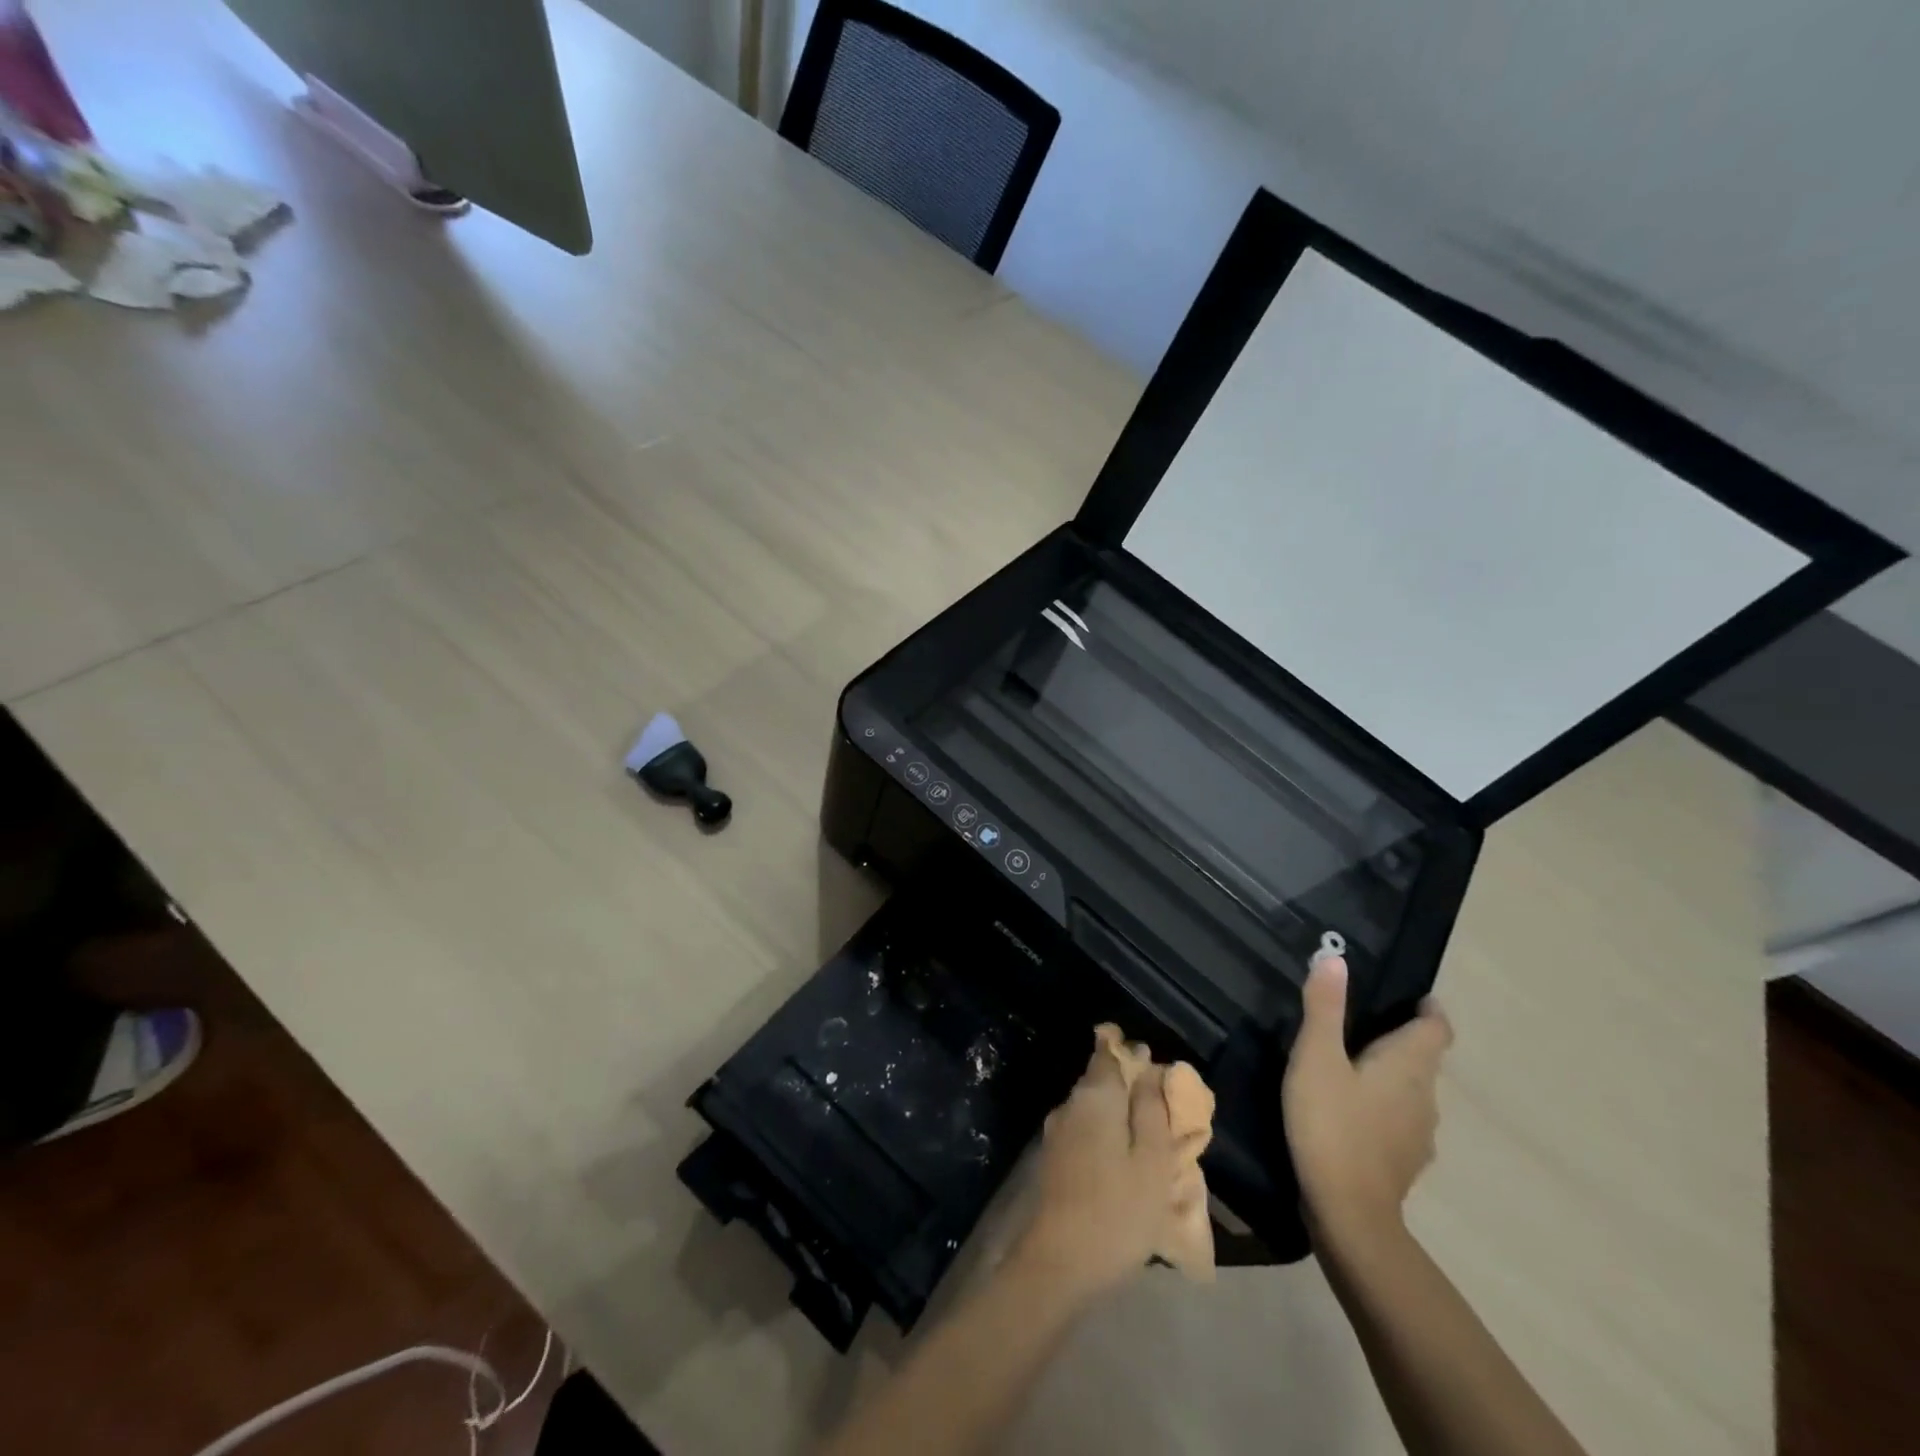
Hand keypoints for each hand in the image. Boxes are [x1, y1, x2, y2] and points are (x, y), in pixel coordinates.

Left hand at [1016, 1032, 1183, 1299]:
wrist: (1058, 1263)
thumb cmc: (1117, 1210)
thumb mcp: (1152, 1161)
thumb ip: (1152, 1110)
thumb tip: (1150, 1069)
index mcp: (1095, 1096)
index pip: (1105, 1052)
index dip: (1125, 1049)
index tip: (1147, 1056)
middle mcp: (1070, 1105)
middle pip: (1099, 1080)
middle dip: (1126, 1084)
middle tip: (1159, 1104)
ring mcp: (1056, 1133)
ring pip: (1092, 1109)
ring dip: (1117, 1114)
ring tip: (1148, 1138)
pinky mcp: (1052, 1160)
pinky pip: (1084, 1133)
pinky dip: (1105, 1137)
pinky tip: (1123, 1164)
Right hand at [1283, 956, 1452, 1246]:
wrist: (1348, 1213)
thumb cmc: (1331, 1124)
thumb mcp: (1316, 1058)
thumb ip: (1324, 1008)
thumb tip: (1334, 957)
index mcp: (1409, 1066)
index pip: (1436, 1029)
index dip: (1428, 1010)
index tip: (1411, 997)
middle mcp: (1425, 1097)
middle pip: (1425, 1059)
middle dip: (1403, 1039)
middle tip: (1364, 1022)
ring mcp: (1418, 1135)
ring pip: (1413, 1092)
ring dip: (1392, 1075)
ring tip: (1353, 1065)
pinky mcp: (1403, 1162)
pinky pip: (1400, 1120)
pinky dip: (1384, 1107)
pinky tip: (1352, 1112)